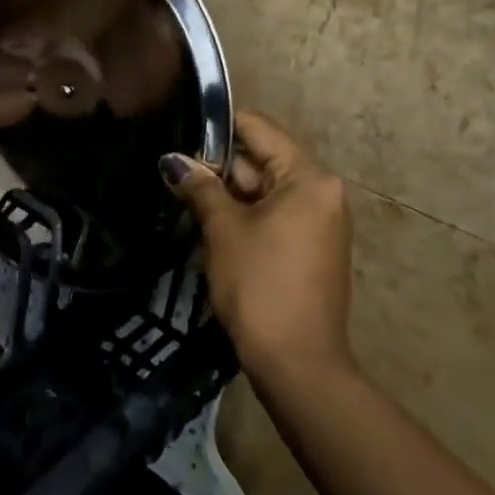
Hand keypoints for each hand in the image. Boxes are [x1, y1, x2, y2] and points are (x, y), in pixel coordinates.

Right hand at [161, 111, 355, 385]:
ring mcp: (320, 220)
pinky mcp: (312, 246)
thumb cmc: (260, 286)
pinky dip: (245, 215)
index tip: (179, 133)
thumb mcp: (224, 230)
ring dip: (228, 194)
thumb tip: (172, 160)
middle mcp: (322, 190)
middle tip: (174, 173)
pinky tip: (211, 226)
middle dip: (218, 166)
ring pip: (265, 188)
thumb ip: (200, 186)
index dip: (217, 128)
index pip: (259, 129)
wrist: (298, 366)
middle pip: (262, 158)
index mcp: (309, 177)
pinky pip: (275, 213)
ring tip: (185, 197)